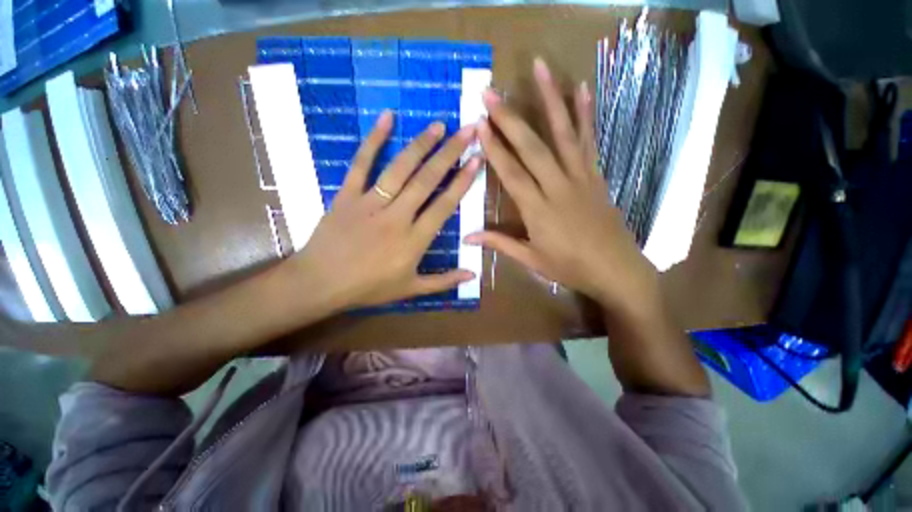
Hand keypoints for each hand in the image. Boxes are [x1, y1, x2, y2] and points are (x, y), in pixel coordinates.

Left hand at [291, 111, 481, 310]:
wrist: (320, 284)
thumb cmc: (369, 288)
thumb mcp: (411, 289)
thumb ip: (444, 282)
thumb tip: (473, 275)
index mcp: (414, 240)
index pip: (444, 205)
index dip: (462, 182)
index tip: (476, 160)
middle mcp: (397, 217)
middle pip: (427, 180)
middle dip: (450, 154)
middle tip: (467, 130)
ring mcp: (370, 203)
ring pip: (400, 169)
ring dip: (421, 144)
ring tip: (439, 125)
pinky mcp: (347, 195)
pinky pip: (361, 164)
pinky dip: (373, 140)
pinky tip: (387, 117)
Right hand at [466, 58, 658, 315]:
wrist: (615, 269)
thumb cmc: (570, 267)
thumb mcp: (531, 259)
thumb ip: (499, 243)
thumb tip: (467, 238)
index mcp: (537, 210)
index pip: (511, 173)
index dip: (494, 148)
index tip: (480, 124)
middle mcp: (557, 187)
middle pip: (531, 148)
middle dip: (509, 119)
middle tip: (491, 93)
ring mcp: (580, 177)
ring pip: (563, 134)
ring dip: (550, 99)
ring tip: (539, 68)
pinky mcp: (595, 175)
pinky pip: (589, 141)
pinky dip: (585, 114)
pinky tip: (581, 89)